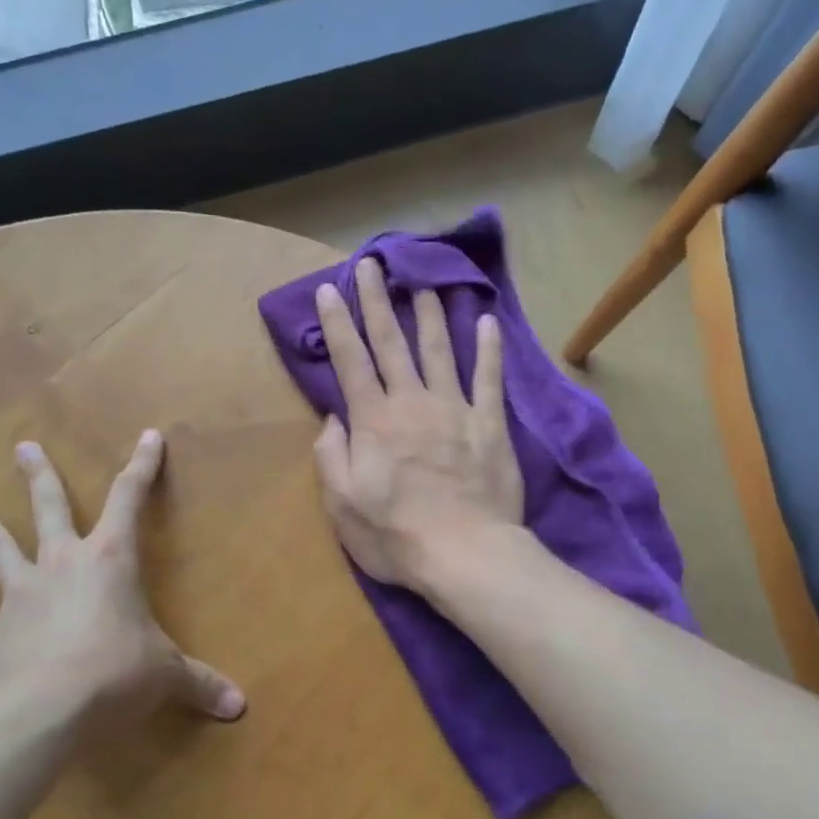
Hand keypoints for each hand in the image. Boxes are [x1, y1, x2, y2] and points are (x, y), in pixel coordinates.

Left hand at [0, 433, 245, 731]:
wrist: (43, 708)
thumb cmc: (116, 673)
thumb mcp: (167, 674)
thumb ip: (200, 683)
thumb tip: (240, 706)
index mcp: (109, 559)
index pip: (130, 498)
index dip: (142, 466)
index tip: (148, 436)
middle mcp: (62, 563)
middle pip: (49, 507)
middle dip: (40, 476)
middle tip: (23, 447)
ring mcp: (21, 594)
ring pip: (0, 549)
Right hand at [312, 258, 523, 591]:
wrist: (466, 554)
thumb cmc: (396, 536)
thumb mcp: (342, 505)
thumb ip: (331, 456)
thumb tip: (332, 419)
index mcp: (373, 421)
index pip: (350, 361)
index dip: (338, 323)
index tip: (329, 289)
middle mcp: (412, 403)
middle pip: (391, 343)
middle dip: (377, 301)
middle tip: (372, 264)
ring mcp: (454, 409)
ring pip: (439, 350)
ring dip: (429, 314)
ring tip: (424, 284)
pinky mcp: (489, 424)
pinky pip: (488, 378)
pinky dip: (489, 348)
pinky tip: (487, 321)